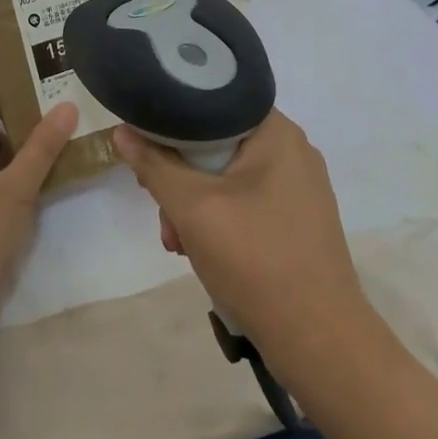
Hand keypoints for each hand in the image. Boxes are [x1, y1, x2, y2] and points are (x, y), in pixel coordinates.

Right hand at [113, 111, 372, 372]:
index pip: (214, 102)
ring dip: (194, 205)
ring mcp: (299, 188)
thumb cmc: (254, 258)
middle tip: (159, 207)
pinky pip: (246, 203)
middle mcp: (293, 152)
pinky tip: (199, 250)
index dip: (173, 121)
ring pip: (227, 178)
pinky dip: (218, 220)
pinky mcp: (297, 220)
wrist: (316, 336)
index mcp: (278, 133)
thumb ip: (154, 165)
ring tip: (176, 242)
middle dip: (179, 177)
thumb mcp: (192, 207)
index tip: (145, 147)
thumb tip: (121, 132)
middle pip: (218, 144)